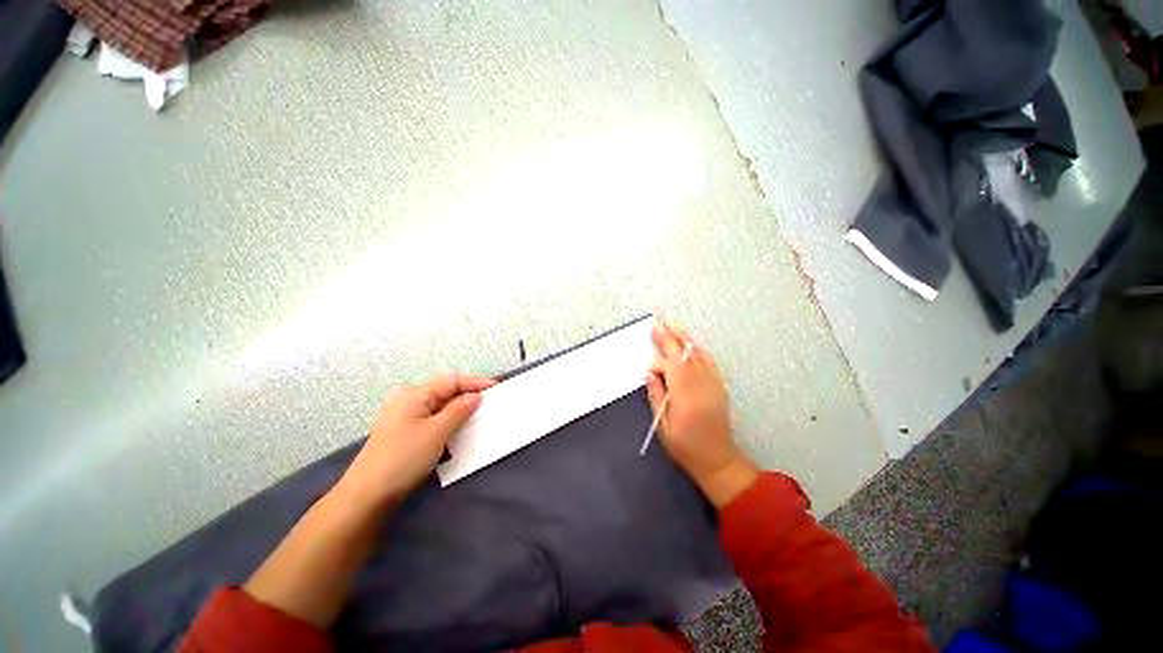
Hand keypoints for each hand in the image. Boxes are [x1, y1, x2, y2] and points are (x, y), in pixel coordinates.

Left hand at [334, 374, 494, 512]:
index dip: (476, 382)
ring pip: (441, 408)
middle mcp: (409, 401)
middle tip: (491, 404)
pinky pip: (435, 422)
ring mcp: (406, 418)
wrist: (367, 496)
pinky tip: (460, 432)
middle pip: (446, 393)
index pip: (452, 381)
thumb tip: (475, 396)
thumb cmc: (403, 458)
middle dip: (469, 397)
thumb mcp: (437, 432)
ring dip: (460, 412)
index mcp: (414, 394)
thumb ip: (459, 410)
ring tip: (480, 417)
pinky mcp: (406, 433)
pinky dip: (450, 424)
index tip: (497, 388)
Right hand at [646, 322, 758, 507]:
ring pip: (698, 355)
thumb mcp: (663, 426)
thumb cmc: (686, 446)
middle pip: (684, 354)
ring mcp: (713, 384)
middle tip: (658, 325)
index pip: (670, 367)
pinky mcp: (719, 387)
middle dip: (670, 338)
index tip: (648, 372)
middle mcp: (701, 385)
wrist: (718, 460)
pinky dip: (699, 351)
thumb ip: (656, 396)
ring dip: (685, 340)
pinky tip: (692, 345)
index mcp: (685, 395)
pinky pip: (709, 362)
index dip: (657, 365)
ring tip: (673, 327)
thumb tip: (649, 374)